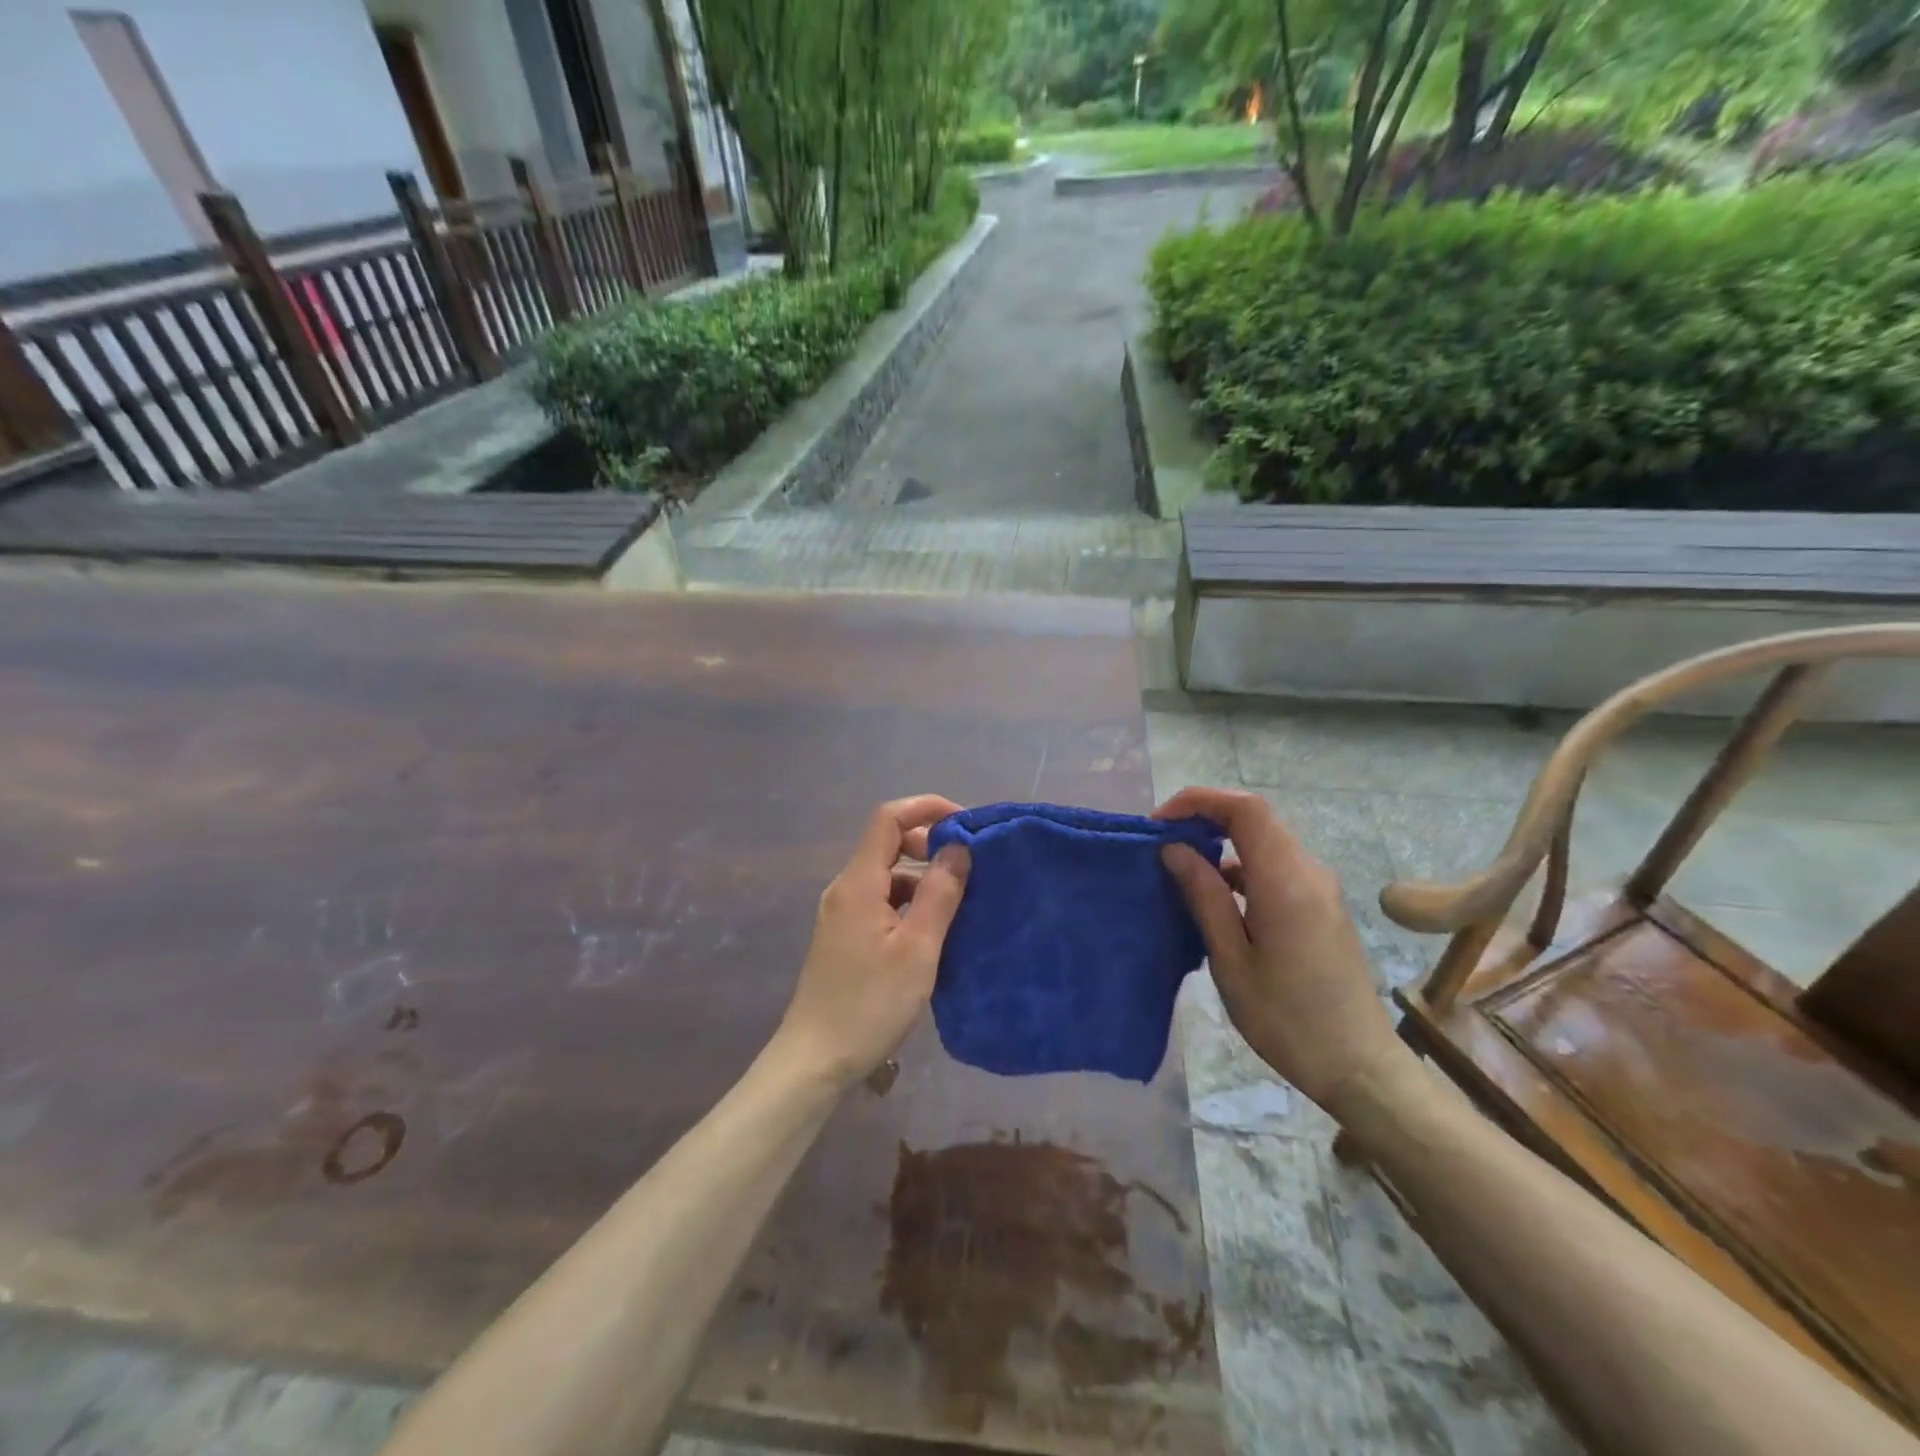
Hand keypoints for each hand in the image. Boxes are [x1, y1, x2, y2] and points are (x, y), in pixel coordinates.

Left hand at [772, 795, 970, 1091]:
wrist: (815, 1061)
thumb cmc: (870, 1004)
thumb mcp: (918, 949)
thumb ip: (939, 893)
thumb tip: (958, 846)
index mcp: (858, 883)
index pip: (888, 818)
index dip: (926, 808)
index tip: (965, 823)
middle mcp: (845, 889)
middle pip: (886, 843)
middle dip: (928, 843)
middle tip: (969, 865)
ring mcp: (841, 914)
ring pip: (886, 876)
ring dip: (922, 877)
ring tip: (959, 901)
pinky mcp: (844, 937)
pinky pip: (881, 902)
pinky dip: (909, 903)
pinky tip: (932, 931)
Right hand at [1156, 786, 1403, 1112]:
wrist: (1359, 1067)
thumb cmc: (1287, 1020)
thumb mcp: (1231, 961)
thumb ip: (1204, 897)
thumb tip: (1174, 849)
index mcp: (1286, 881)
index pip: (1245, 809)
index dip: (1199, 800)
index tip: (1159, 823)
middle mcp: (1309, 872)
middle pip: (1255, 819)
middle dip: (1204, 818)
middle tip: (1161, 844)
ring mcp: (1320, 888)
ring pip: (1264, 842)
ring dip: (1220, 844)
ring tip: (1179, 871)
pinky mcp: (1321, 905)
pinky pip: (1276, 867)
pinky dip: (1240, 867)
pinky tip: (1215, 899)